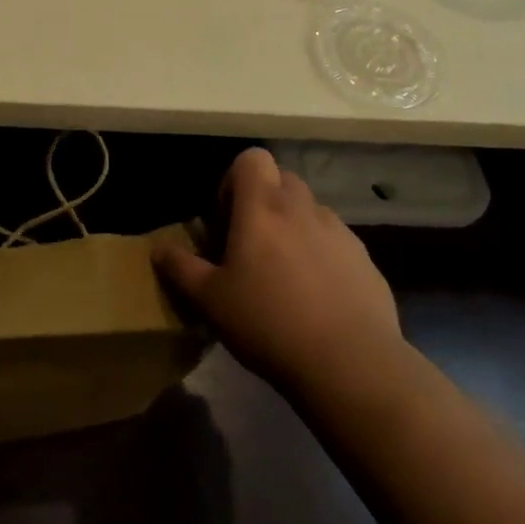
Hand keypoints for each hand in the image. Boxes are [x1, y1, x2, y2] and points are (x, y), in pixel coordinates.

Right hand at [153, 147, 405, 395]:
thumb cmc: (269, 323)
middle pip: (282, 179)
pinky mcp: (365, 260)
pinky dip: (322, 254)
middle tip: (251, 242)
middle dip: (264, 201)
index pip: (252, 158)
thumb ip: (181, 268)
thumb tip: (159, 249)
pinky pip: (336, 242)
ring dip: (294, 227)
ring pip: (310, 211)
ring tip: (284, 273)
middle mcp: (303, 208)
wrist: (350, 365)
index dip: (235, 179)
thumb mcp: (211, 300)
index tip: (227, 218)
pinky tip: (317, 297)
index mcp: (262, 207)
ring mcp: (340, 232)